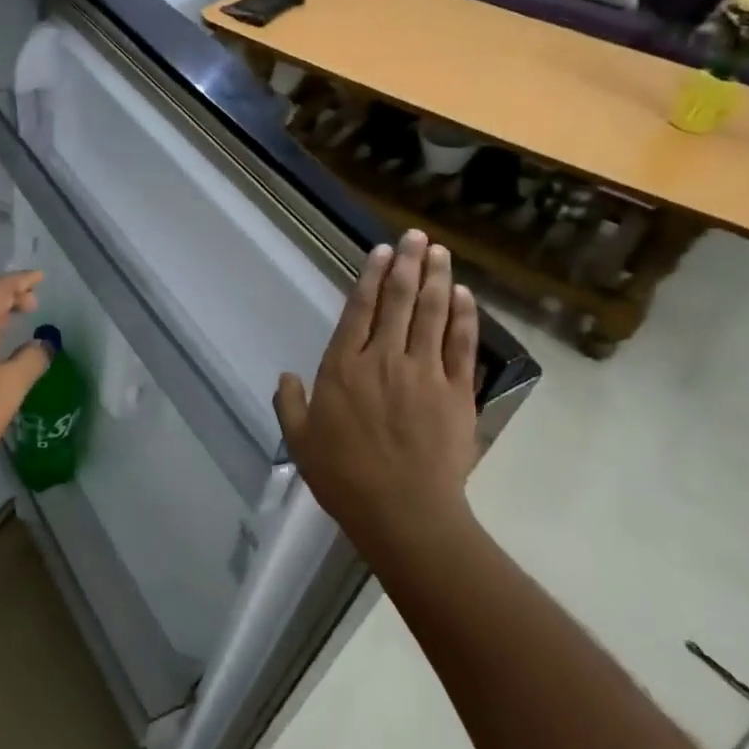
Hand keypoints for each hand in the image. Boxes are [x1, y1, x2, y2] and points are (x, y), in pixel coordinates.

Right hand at [274, 231, 480, 566]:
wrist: (403, 511)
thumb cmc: (344, 477)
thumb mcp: (301, 442)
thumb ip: (290, 404)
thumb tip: (285, 377)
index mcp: (344, 368)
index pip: (359, 310)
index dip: (370, 277)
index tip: (380, 251)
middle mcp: (385, 359)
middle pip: (399, 302)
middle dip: (406, 264)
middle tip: (415, 236)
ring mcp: (425, 373)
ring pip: (432, 314)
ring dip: (436, 278)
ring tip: (439, 251)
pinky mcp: (456, 392)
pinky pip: (461, 345)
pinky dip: (463, 316)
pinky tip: (463, 294)